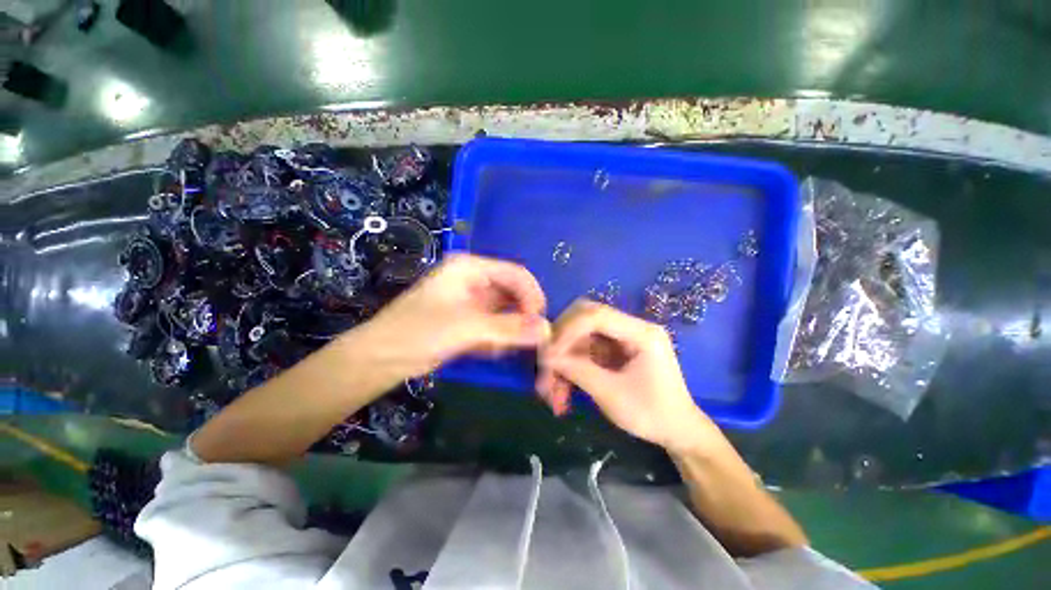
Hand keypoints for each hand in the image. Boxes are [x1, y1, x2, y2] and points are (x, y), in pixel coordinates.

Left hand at [347, 254, 550, 381]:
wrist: (381, 358)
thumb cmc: (419, 332)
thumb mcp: (467, 327)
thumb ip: (509, 328)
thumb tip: (547, 329)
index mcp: (471, 268)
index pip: (516, 274)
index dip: (532, 295)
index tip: (540, 323)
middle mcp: (474, 280)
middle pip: (513, 292)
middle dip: (523, 315)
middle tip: (532, 339)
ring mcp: (471, 300)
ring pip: (506, 310)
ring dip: (512, 328)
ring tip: (510, 346)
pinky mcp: (469, 319)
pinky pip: (495, 324)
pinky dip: (499, 337)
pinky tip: (494, 350)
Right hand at [537, 299, 719, 453]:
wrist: (677, 433)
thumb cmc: (652, 415)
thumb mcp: (612, 395)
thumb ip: (578, 371)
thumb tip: (546, 357)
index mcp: (642, 333)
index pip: (597, 315)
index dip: (568, 330)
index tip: (549, 355)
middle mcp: (631, 328)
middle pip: (585, 318)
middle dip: (562, 341)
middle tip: (546, 366)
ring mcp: (621, 338)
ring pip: (580, 336)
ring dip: (563, 359)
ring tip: (552, 391)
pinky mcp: (614, 350)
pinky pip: (584, 350)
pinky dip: (570, 367)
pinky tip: (563, 391)